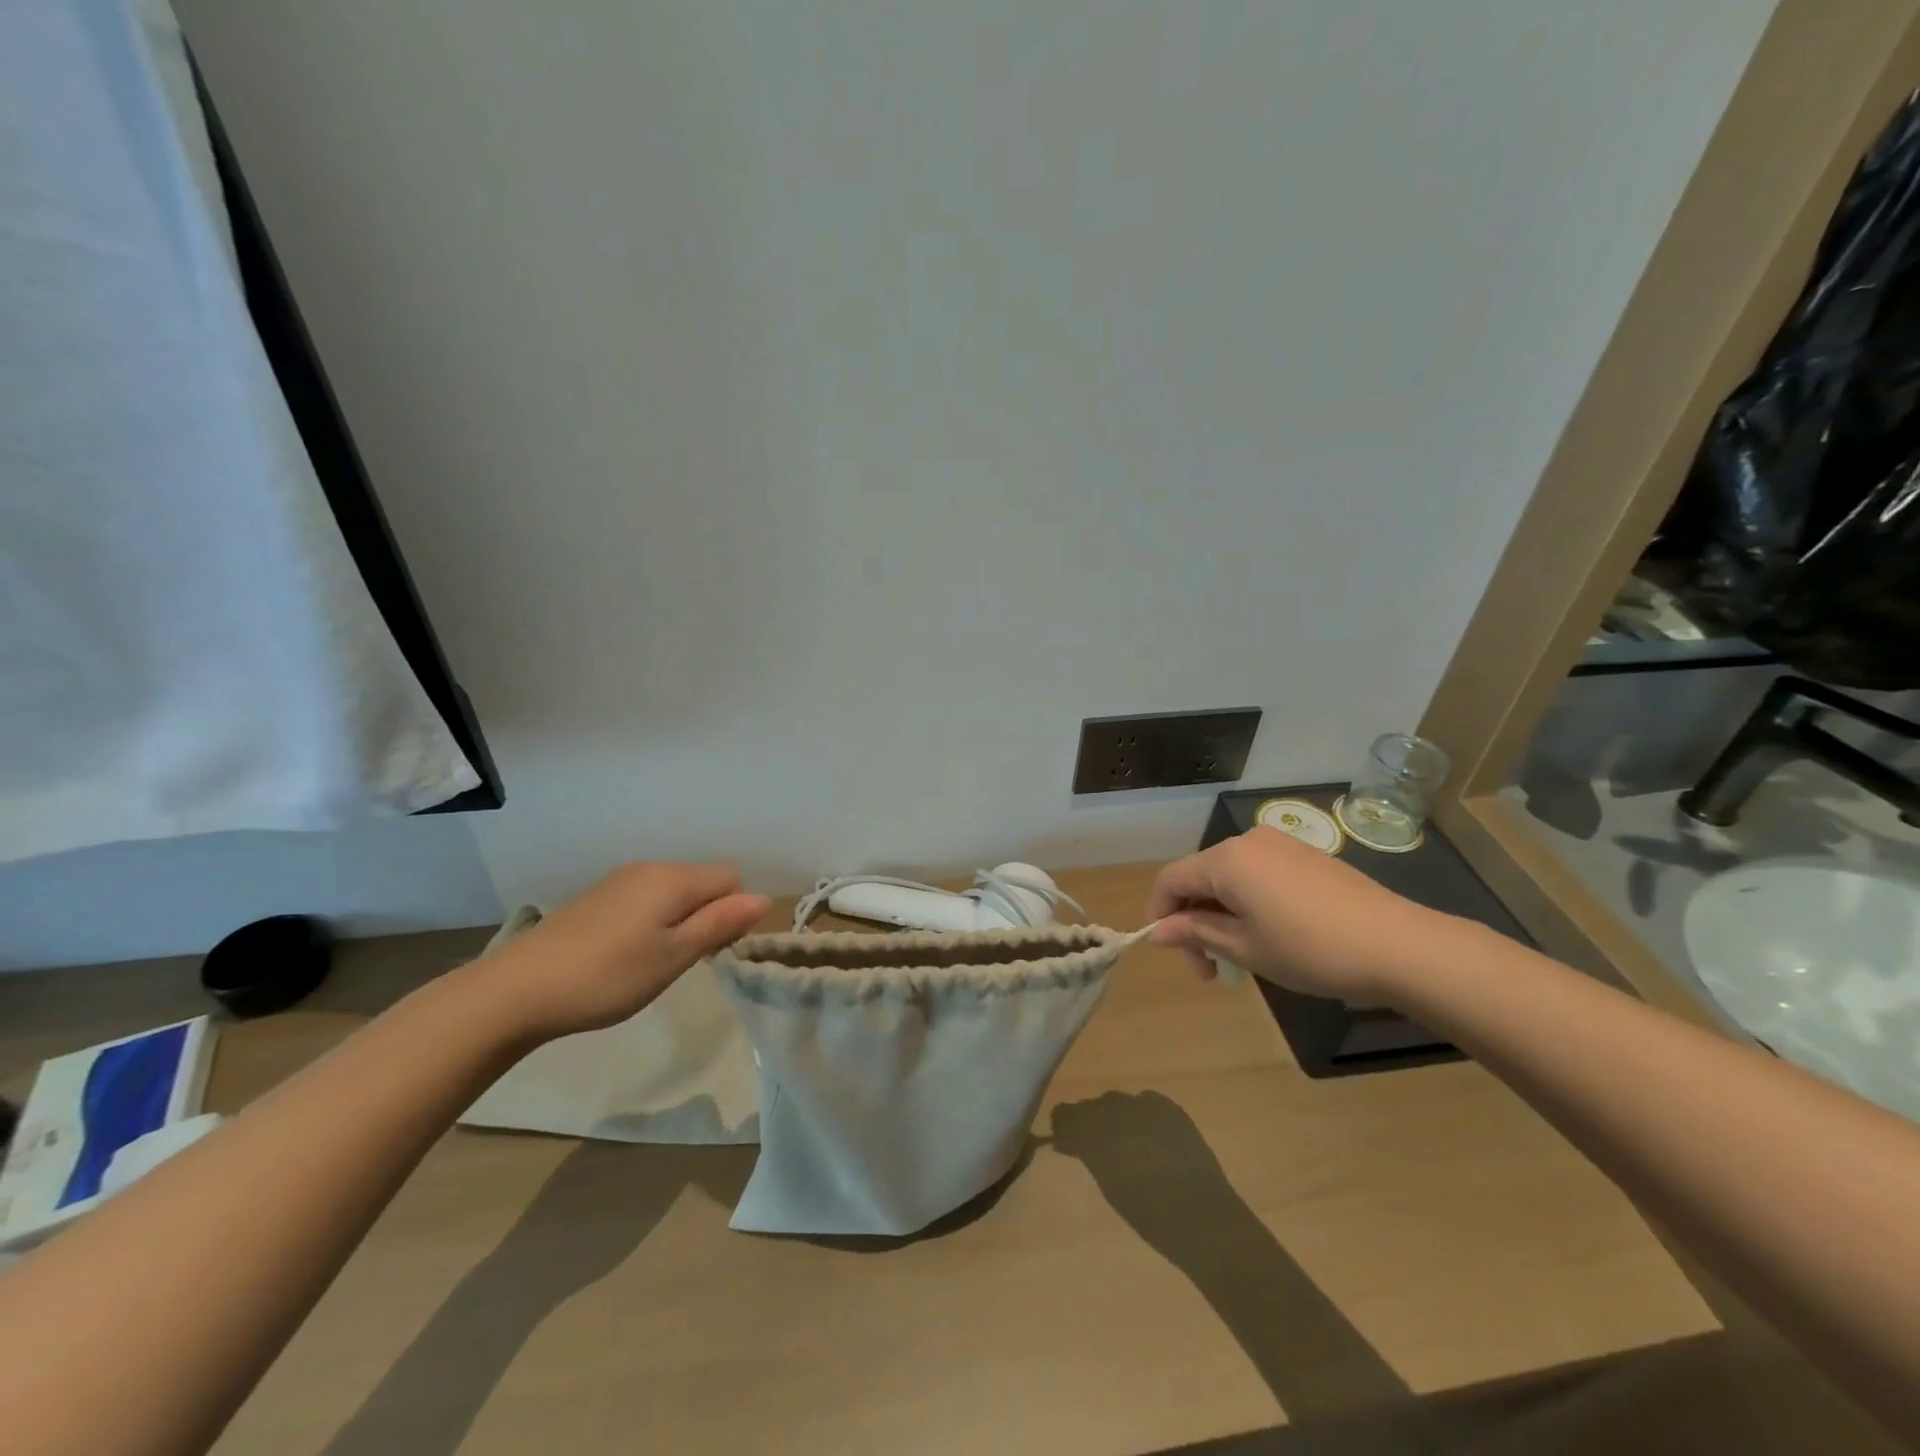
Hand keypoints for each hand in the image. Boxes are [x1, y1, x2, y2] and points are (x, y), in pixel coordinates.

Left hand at [472, 861, 770, 1042]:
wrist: (517, 990)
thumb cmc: (608, 975)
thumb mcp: (674, 956)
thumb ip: (720, 924)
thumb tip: (763, 899)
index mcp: (674, 878)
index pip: (731, 878)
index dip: (734, 911)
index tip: (714, 950)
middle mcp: (650, 868)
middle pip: (702, 882)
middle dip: (708, 915)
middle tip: (686, 961)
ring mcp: (619, 880)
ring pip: (673, 892)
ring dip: (680, 920)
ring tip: (655, 962)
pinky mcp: (596, 897)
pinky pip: (645, 898)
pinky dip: (652, 921)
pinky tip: (626, 955)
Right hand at [1147, 826, 1453, 1003]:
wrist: (1398, 945)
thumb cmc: (1311, 950)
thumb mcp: (1244, 948)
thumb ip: (1196, 933)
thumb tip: (1157, 931)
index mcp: (1225, 860)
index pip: (1171, 880)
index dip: (1160, 914)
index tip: (1172, 953)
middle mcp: (1247, 842)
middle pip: (1199, 877)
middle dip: (1194, 920)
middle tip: (1211, 970)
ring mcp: (1280, 845)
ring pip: (1229, 877)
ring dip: (1221, 914)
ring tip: (1241, 958)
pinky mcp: (1305, 856)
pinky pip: (1258, 874)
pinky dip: (1248, 903)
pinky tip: (1269, 936)